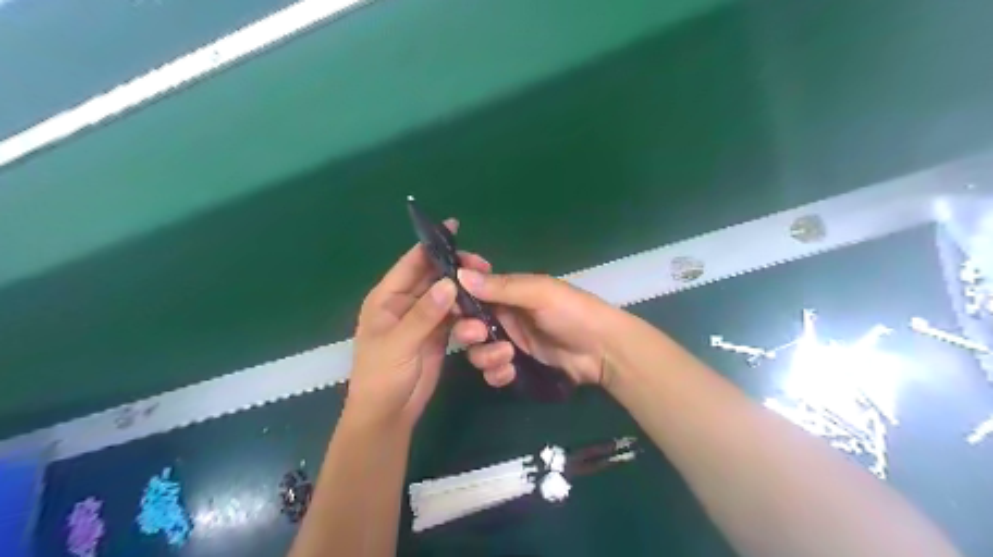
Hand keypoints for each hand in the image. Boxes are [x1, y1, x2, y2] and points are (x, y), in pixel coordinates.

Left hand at [347, 220, 488, 430]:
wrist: (389, 414)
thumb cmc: (382, 376)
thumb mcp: (399, 343)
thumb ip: (424, 314)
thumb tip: (449, 283)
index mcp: (387, 298)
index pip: (411, 263)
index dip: (432, 245)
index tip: (455, 228)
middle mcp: (405, 303)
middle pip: (433, 276)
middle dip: (456, 270)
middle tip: (484, 266)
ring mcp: (423, 319)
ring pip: (447, 296)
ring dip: (465, 296)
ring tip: (485, 297)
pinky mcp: (437, 335)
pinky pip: (454, 316)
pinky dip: (467, 314)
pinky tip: (481, 315)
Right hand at [452, 268, 617, 385]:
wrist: (602, 350)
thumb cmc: (572, 312)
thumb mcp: (538, 293)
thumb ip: (501, 287)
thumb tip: (459, 275)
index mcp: (507, 292)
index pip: (472, 290)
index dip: (458, 294)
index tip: (445, 300)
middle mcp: (503, 316)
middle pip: (467, 324)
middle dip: (467, 331)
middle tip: (479, 334)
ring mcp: (509, 342)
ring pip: (477, 350)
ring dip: (485, 355)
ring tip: (507, 356)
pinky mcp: (517, 366)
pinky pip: (492, 371)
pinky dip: (496, 373)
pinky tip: (511, 371)